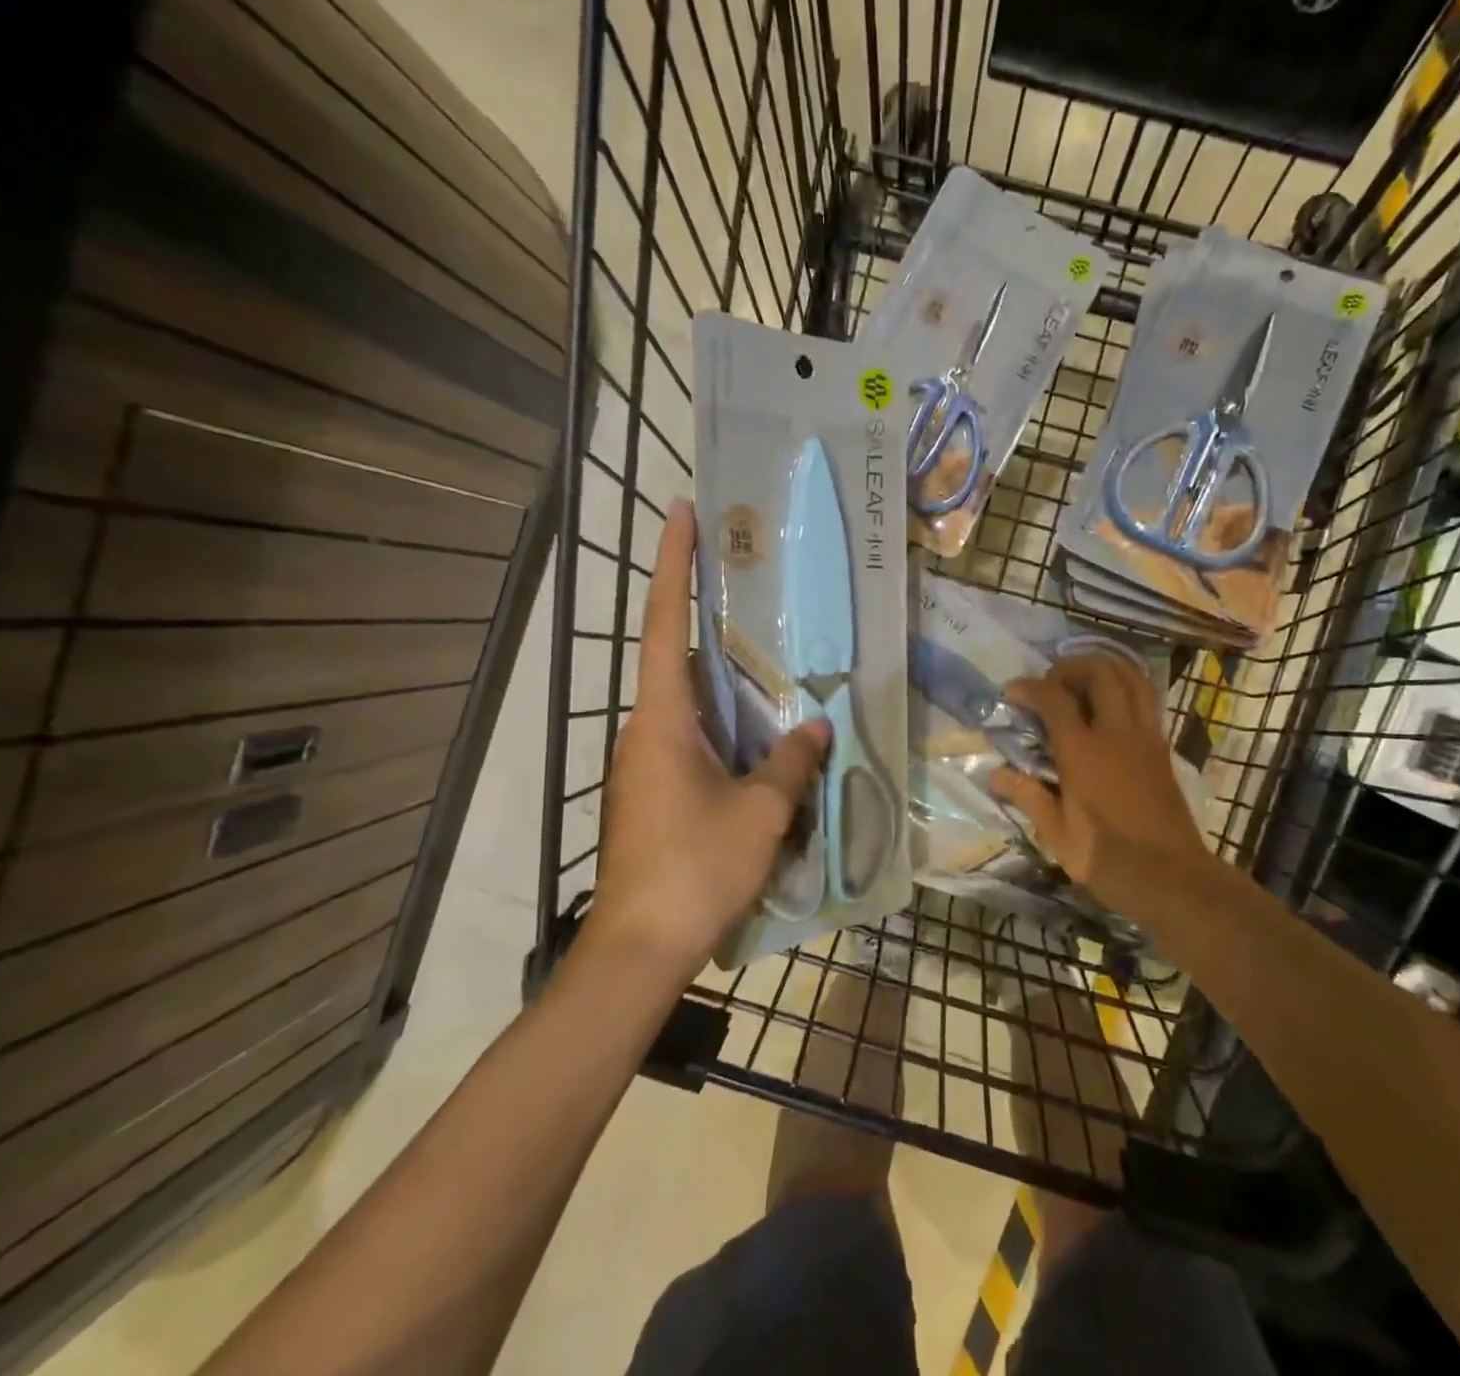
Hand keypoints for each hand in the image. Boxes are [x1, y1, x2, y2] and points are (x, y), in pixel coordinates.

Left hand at [567, 500, 828, 984]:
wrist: (642, 947)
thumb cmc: (696, 868)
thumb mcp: (760, 813)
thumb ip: (790, 762)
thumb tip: (817, 725)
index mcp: (662, 719)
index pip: (663, 623)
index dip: (671, 564)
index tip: (680, 512)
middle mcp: (648, 729)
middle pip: (676, 655)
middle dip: (705, 612)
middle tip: (749, 578)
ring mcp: (649, 762)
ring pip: (689, 700)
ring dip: (723, 675)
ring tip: (771, 652)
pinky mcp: (658, 790)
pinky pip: (696, 736)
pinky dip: (727, 720)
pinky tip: (763, 731)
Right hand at [990, 654, 1208, 913]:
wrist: (1173, 879)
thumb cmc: (1109, 860)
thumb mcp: (1057, 835)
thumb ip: (1028, 796)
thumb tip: (995, 773)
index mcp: (1084, 753)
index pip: (1054, 699)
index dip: (1030, 687)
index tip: (1012, 692)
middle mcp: (1117, 734)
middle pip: (1100, 673)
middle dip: (1071, 666)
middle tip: (1051, 683)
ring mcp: (1146, 737)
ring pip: (1132, 678)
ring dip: (1105, 669)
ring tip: (1082, 682)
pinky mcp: (1162, 748)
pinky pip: (1147, 699)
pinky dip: (1127, 687)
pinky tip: (1110, 706)